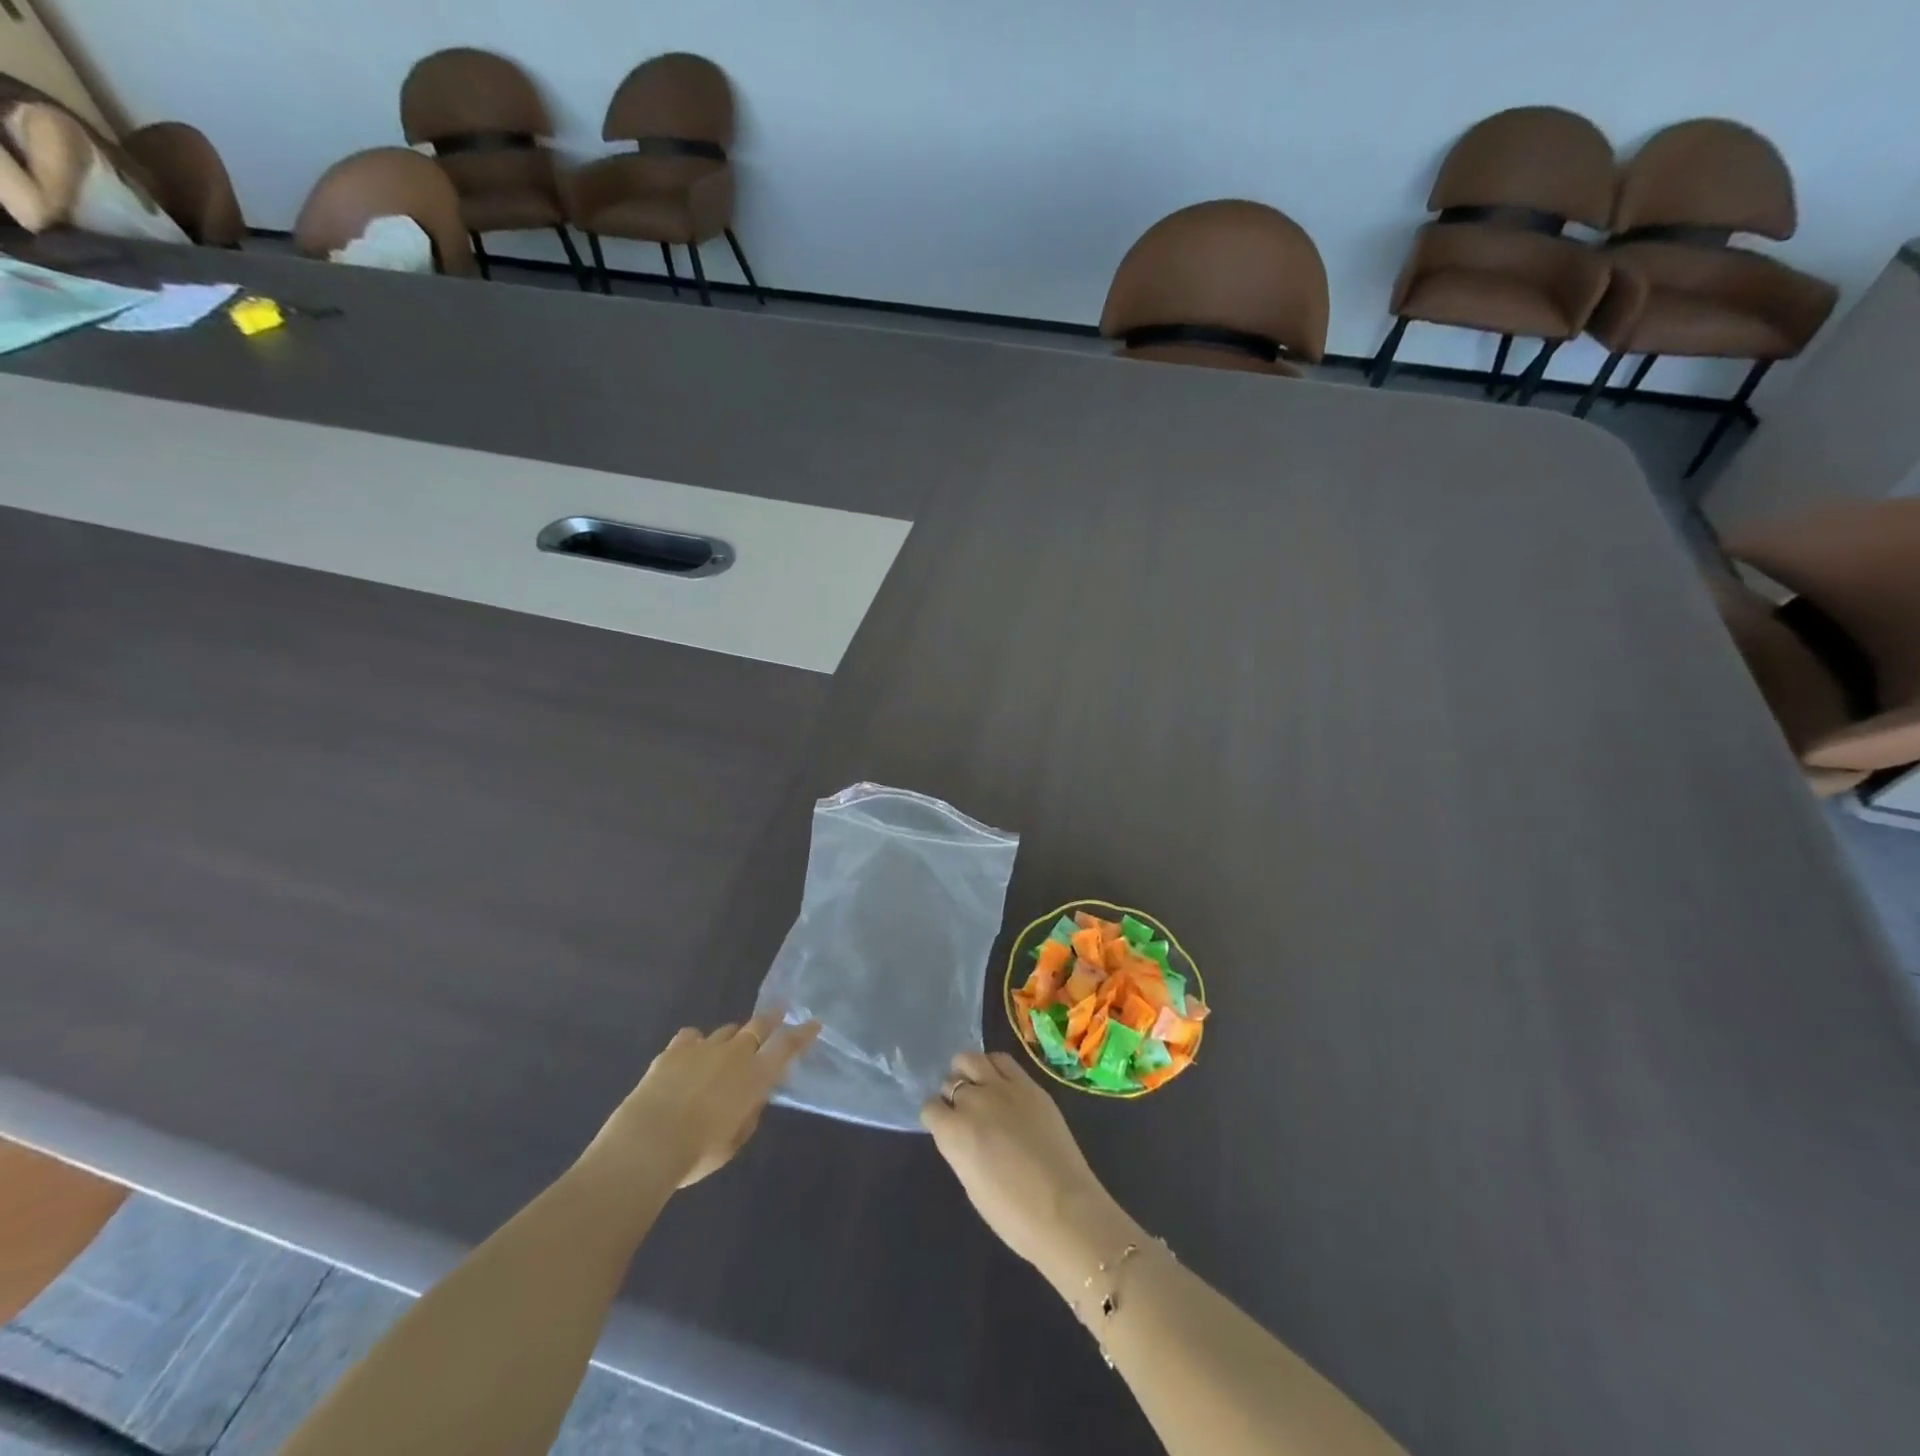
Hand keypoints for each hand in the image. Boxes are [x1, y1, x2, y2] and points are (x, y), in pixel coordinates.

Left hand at [587, 1013, 820, 1190]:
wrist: (647, 1143)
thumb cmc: (698, 1153)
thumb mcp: (735, 1140)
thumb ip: (749, 1114)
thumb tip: (752, 1098)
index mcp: (755, 1076)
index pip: (787, 1048)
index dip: (802, 1034)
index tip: (814, 1024)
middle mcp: (734, 1054)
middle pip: (759, 1026)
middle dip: (772, 1019)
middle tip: (779, 1013)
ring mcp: (704, 1047)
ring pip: (727, 1030)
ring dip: (733, 1037)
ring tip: (729, 1046)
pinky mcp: (675, 1049)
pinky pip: (691, 1036)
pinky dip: (696, 1043)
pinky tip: (691, 1052)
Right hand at [922, 1052, 1134, 1284]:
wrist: (1065, 1210)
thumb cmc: (1013, 1215)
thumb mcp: (971, 1184)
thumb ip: (960, 1149)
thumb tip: (961, 1134)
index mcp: (953, 1132)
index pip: (930, 1107)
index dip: (937, 1117)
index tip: (945, 1126)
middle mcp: (973, 1101)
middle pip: (950, 1081)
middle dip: (953, 1094)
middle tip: (965, 1110)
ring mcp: (1003, 1088)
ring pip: (972, 1059)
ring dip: (969, 1070)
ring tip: (978, 1086)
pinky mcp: (1029, 1084)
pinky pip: (1003, 1061)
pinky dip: (995, 1066)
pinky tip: (1000, 1082)